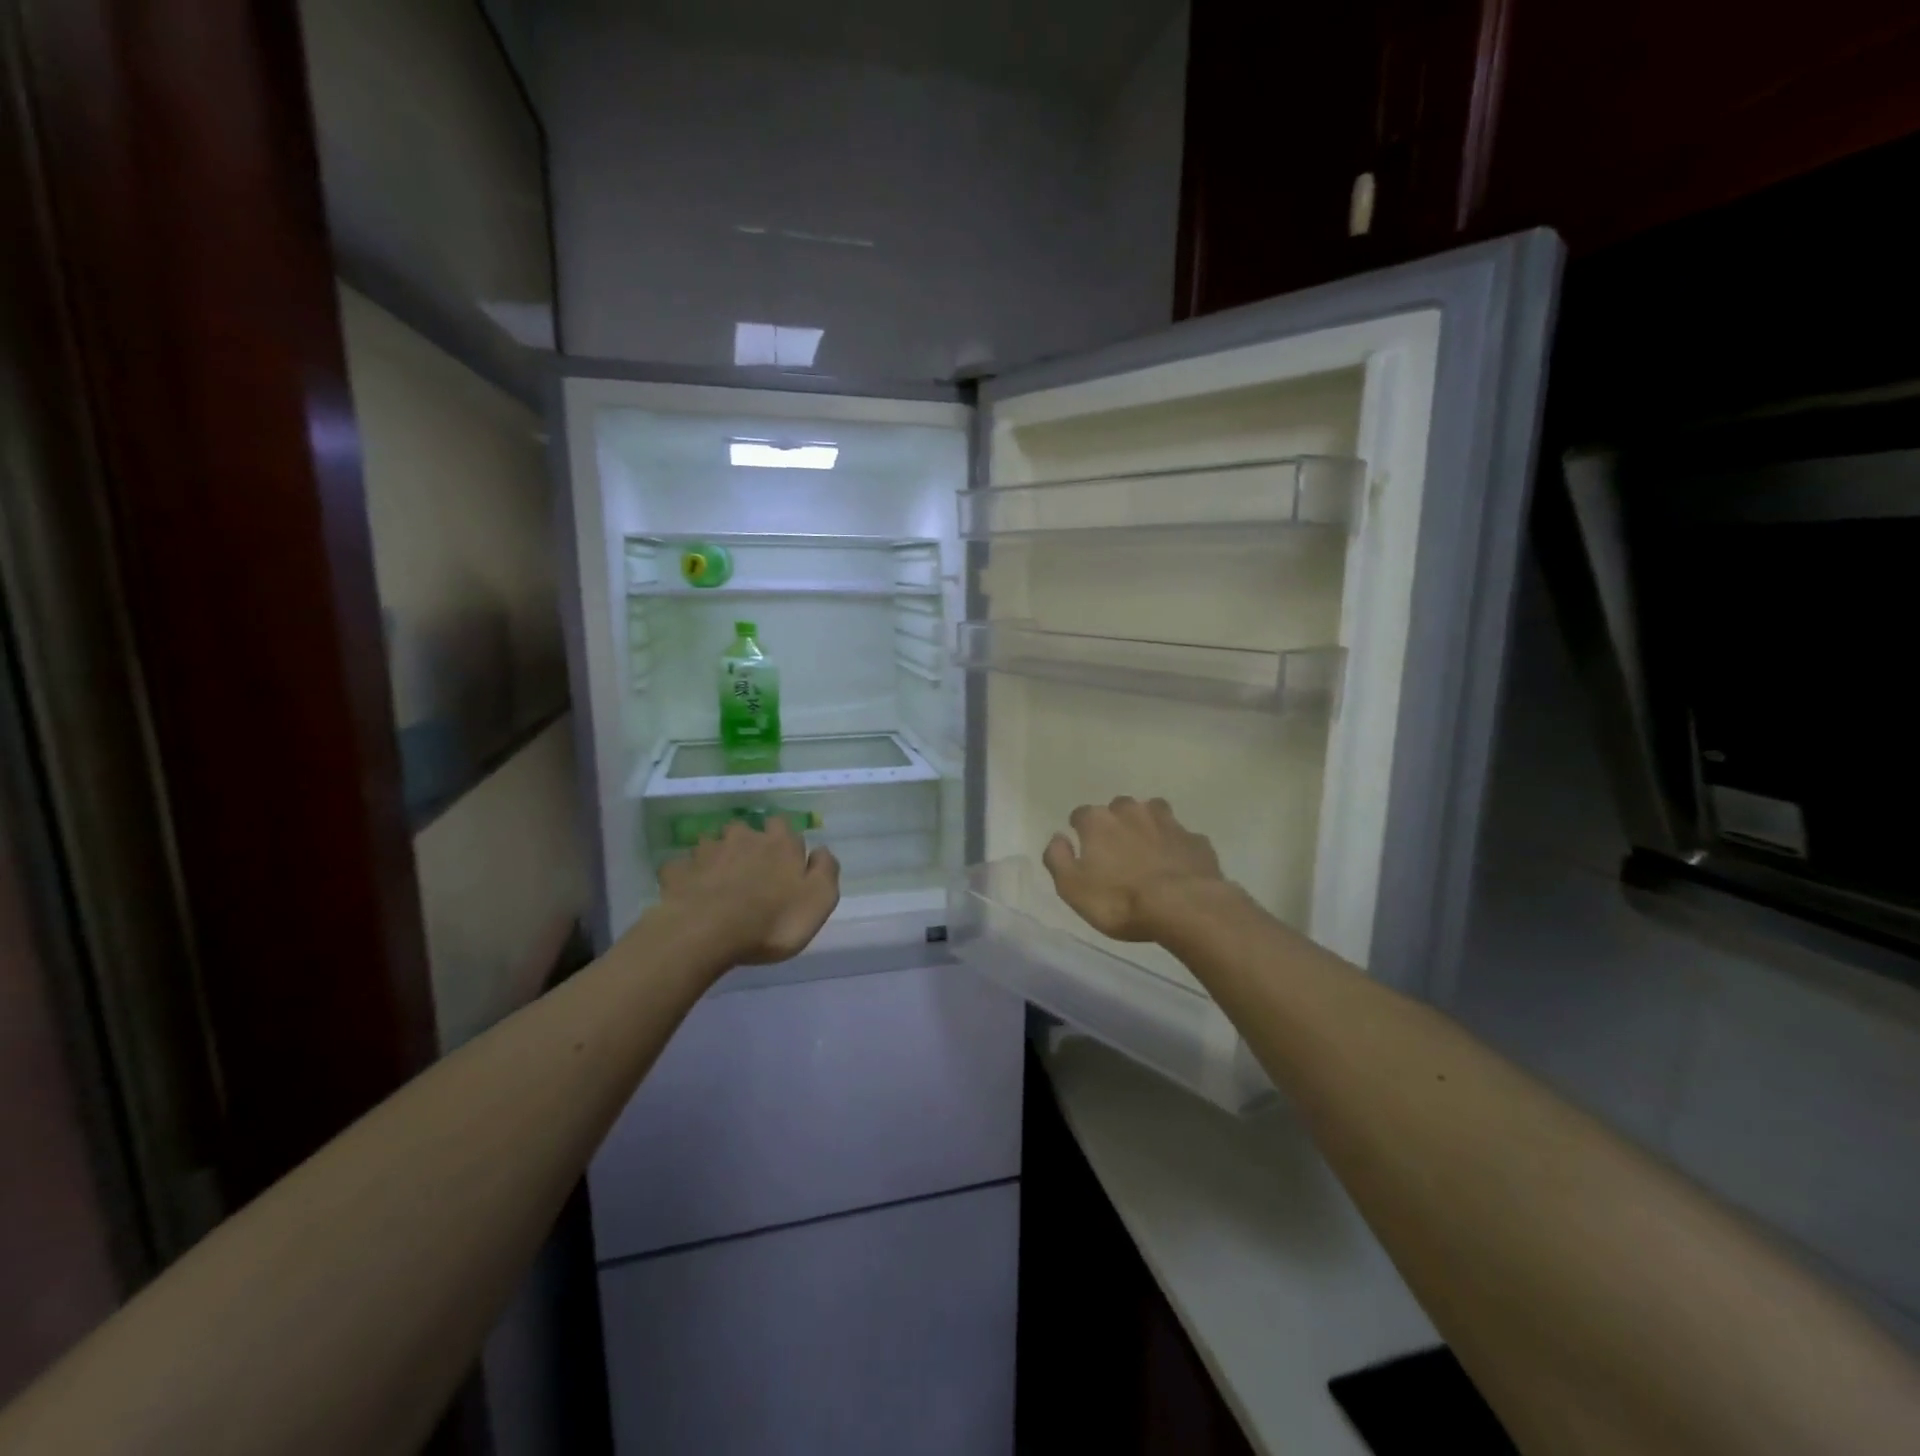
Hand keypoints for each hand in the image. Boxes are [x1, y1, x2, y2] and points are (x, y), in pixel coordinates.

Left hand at [657, 819, 839, 964]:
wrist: (709, 933)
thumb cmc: (773, 920)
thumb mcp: (819, 900)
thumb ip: (825, 870)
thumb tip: (821, 850)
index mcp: (779, 844)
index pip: (782, 825)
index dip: (782, 839)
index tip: (783, 858)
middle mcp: (742, 838)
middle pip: (743, 830)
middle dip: (745, 843)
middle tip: (748, 869)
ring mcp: (706, 852)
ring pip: (711, 844)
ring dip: (715, 856)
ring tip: (717, 880)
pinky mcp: (678, 872)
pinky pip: (681, 867)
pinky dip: (686, 875)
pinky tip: (689, 890)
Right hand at [1043, 797, 1227, 941]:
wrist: (1183, 907)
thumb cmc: (1119, 900)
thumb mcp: (1072, 888)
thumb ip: (1058, 859)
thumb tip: (1057, 837)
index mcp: (1098, 821)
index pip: (1081, 814)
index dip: (1080, 829)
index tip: (1083, 846)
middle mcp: (1132, 812)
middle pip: (1119, 807)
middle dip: (1116, 821)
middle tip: (1117, 848)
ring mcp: (1168, 823)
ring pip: (1154, 812)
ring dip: (1148, 824)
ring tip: (1148, 847)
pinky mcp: (1196, 840)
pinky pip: (1182, 836)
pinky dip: (1177, 845)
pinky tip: (1178, 863)